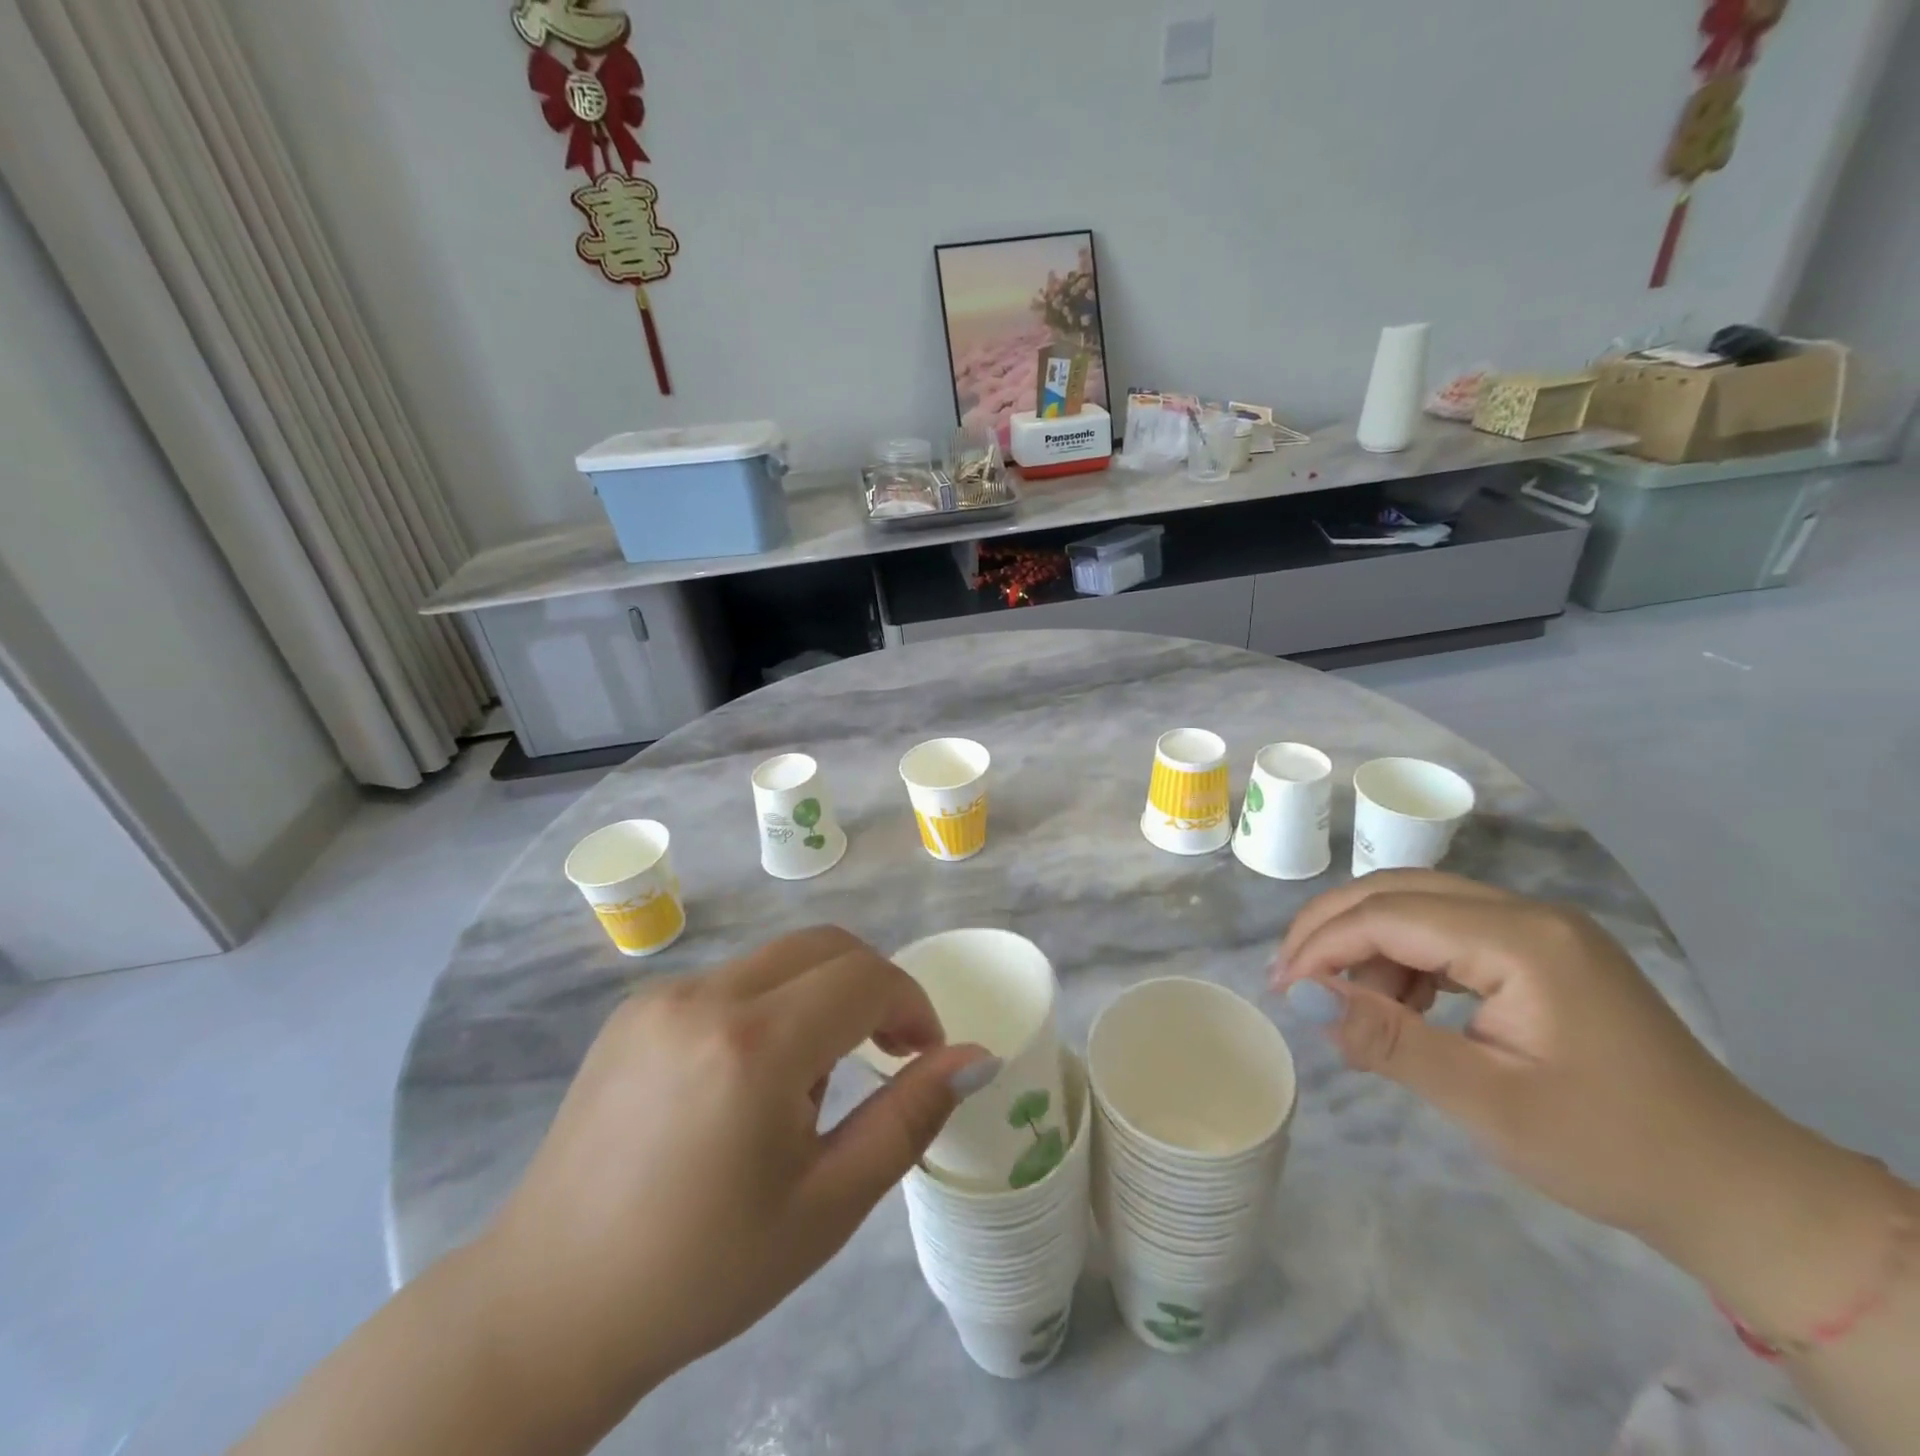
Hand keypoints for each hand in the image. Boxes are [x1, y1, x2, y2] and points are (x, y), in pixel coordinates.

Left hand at [478, 926, 992, 1412]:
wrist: (549, 1306)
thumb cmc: (704, 1270)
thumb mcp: (828, 1205)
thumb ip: (909, 1116)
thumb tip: (976, 1058)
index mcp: (755, 1046)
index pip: (865, 977)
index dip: (911, 1004)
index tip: (922, 1054)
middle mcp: (705, 997)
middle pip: (825, 946)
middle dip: (873, 986)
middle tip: (886, 1051)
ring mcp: (662, 996)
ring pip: (778, 960)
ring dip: (820, 997)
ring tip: (807, 1086)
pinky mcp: (634, 1009)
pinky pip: (731, 981)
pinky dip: (769, 1006)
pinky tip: (745, 1082)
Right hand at [1271, 871, 1771, 1246]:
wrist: (1736, 1191)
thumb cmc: (1609, 1150)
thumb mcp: (1487, 1102)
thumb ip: (1389, 1039)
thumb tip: (1304, 996)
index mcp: (1521, 941)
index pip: (1390, 916)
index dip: (1324, 944)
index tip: (1282, 988)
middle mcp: (1528, 913)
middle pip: (1398, 891)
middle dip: (1333, 928)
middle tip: (1291, 977)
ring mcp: (1538, 927)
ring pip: (1418, 906)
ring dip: (1368, 946)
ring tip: (1349, 1008)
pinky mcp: (1541, 951)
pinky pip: (1448, 931)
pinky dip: (1406, 960)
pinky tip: (1399, 1006)